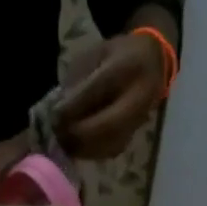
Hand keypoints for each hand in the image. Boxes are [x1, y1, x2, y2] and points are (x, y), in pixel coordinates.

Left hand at [55, 31, 168, 158]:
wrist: (152, 62)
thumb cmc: (117, 55)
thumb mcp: (95, 53)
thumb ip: (78, 79)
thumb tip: (60, 110)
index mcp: (125, 68)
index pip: (95, 93)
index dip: (72, 108)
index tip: (54, 115)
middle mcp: (138, 96)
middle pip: (107, 126)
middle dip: (79, 134)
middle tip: (58, 135)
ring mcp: (139, 118)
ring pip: (110, 143)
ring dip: (84, 148)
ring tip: (64, 143)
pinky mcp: (135, 133)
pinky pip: (112, 150)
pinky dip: (92, 152)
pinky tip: (78, 148)